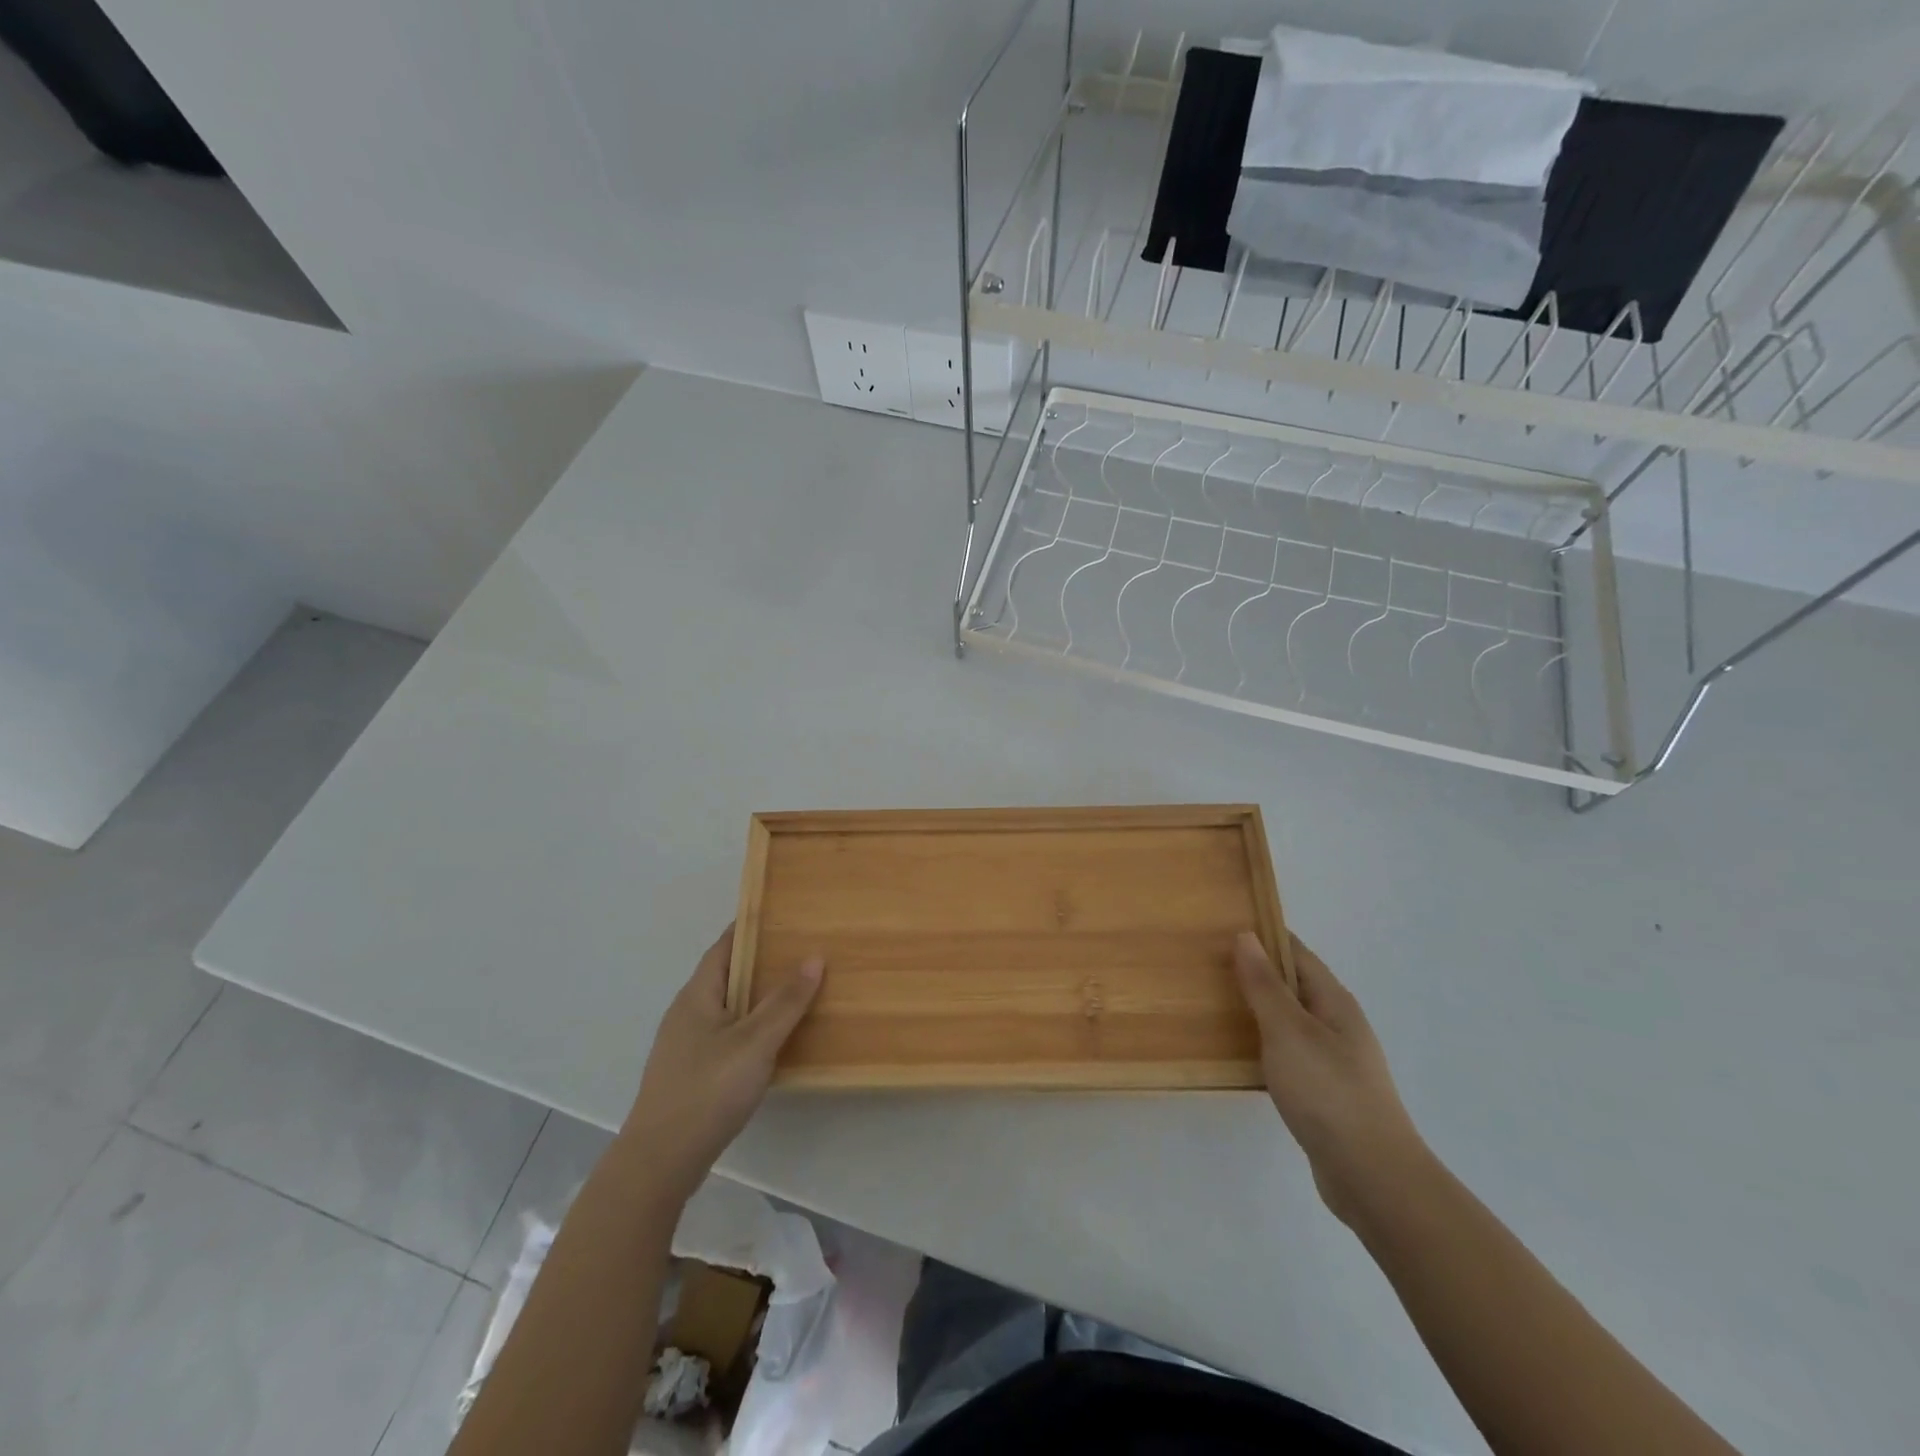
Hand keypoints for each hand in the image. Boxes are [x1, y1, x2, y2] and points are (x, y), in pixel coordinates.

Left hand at [622, 924, 823, 1203]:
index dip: (751, 927)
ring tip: (797, 991)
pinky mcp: (692, 1072)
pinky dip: (753, 1027)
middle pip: (728, 975)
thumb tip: (814, 956)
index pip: (725, 946)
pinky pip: (728, 1034)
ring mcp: (687, 1045)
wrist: (660, 1161)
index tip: (784, 914)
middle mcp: (687, 1013)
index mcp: (697, 995)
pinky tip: (775, 1040)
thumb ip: (785, 1001)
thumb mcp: (755, 1042)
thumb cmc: (707, 1090)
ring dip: (759, 997)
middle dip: (762, 962)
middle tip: (803, 951)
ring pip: (729, 1007)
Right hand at [1234, 931, 1427, 1225]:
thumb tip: (1246, 936)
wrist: (1372, 1176)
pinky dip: (1263, 1043)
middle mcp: (1338, 1024)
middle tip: (1208, 964)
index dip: (1264, 936)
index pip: (1296, 953)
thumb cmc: (1328, 1091)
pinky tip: (1240, 1054)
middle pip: (1293, 985)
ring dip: (1257, 1009)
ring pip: (1290, 1020)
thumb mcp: (1288, 1030)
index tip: (1223, 926)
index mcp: (1333, 1001)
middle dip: (1256, 971)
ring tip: (1214, 1004)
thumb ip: (1264, 985)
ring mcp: (1334, 1060)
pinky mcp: (1325, 1092)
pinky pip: (1288, 1052)